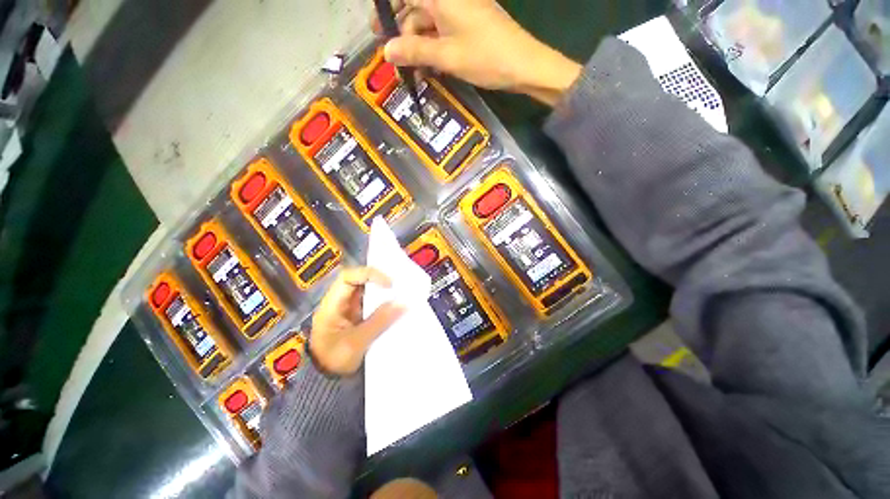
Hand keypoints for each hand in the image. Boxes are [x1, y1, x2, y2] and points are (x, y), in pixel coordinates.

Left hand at [310, 267, 404, 375]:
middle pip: (359, 281)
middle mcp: (340, 302)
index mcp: (332, 304)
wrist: (325, 382)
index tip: (389, 284)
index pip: (348, 277)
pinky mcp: (357, 318)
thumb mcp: (357, 342)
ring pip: (367, 292)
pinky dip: (383, 303)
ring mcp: (348, 310)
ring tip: (401, 293)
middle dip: (379, 280)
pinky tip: (395, 307)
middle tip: (399, 285)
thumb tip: (402, 303)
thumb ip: (379, 321)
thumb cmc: (334, 360)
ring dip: (382, 292)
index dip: (369, 274)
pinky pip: (371, 304)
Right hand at [379, 0, 581, 105]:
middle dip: (402, 33)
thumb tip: (386, 52)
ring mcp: (460, 10)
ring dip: (418, 46)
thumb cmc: (485, 57)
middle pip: (415, 8)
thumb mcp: (446, 56)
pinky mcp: (469, 24)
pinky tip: (429, 68)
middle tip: (394, 59)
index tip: (378, 29)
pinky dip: (433, 48)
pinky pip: (443, 32)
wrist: (523, 64)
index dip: (388, 9)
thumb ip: (415, 51)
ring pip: (429, 23)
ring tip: (413, 72)